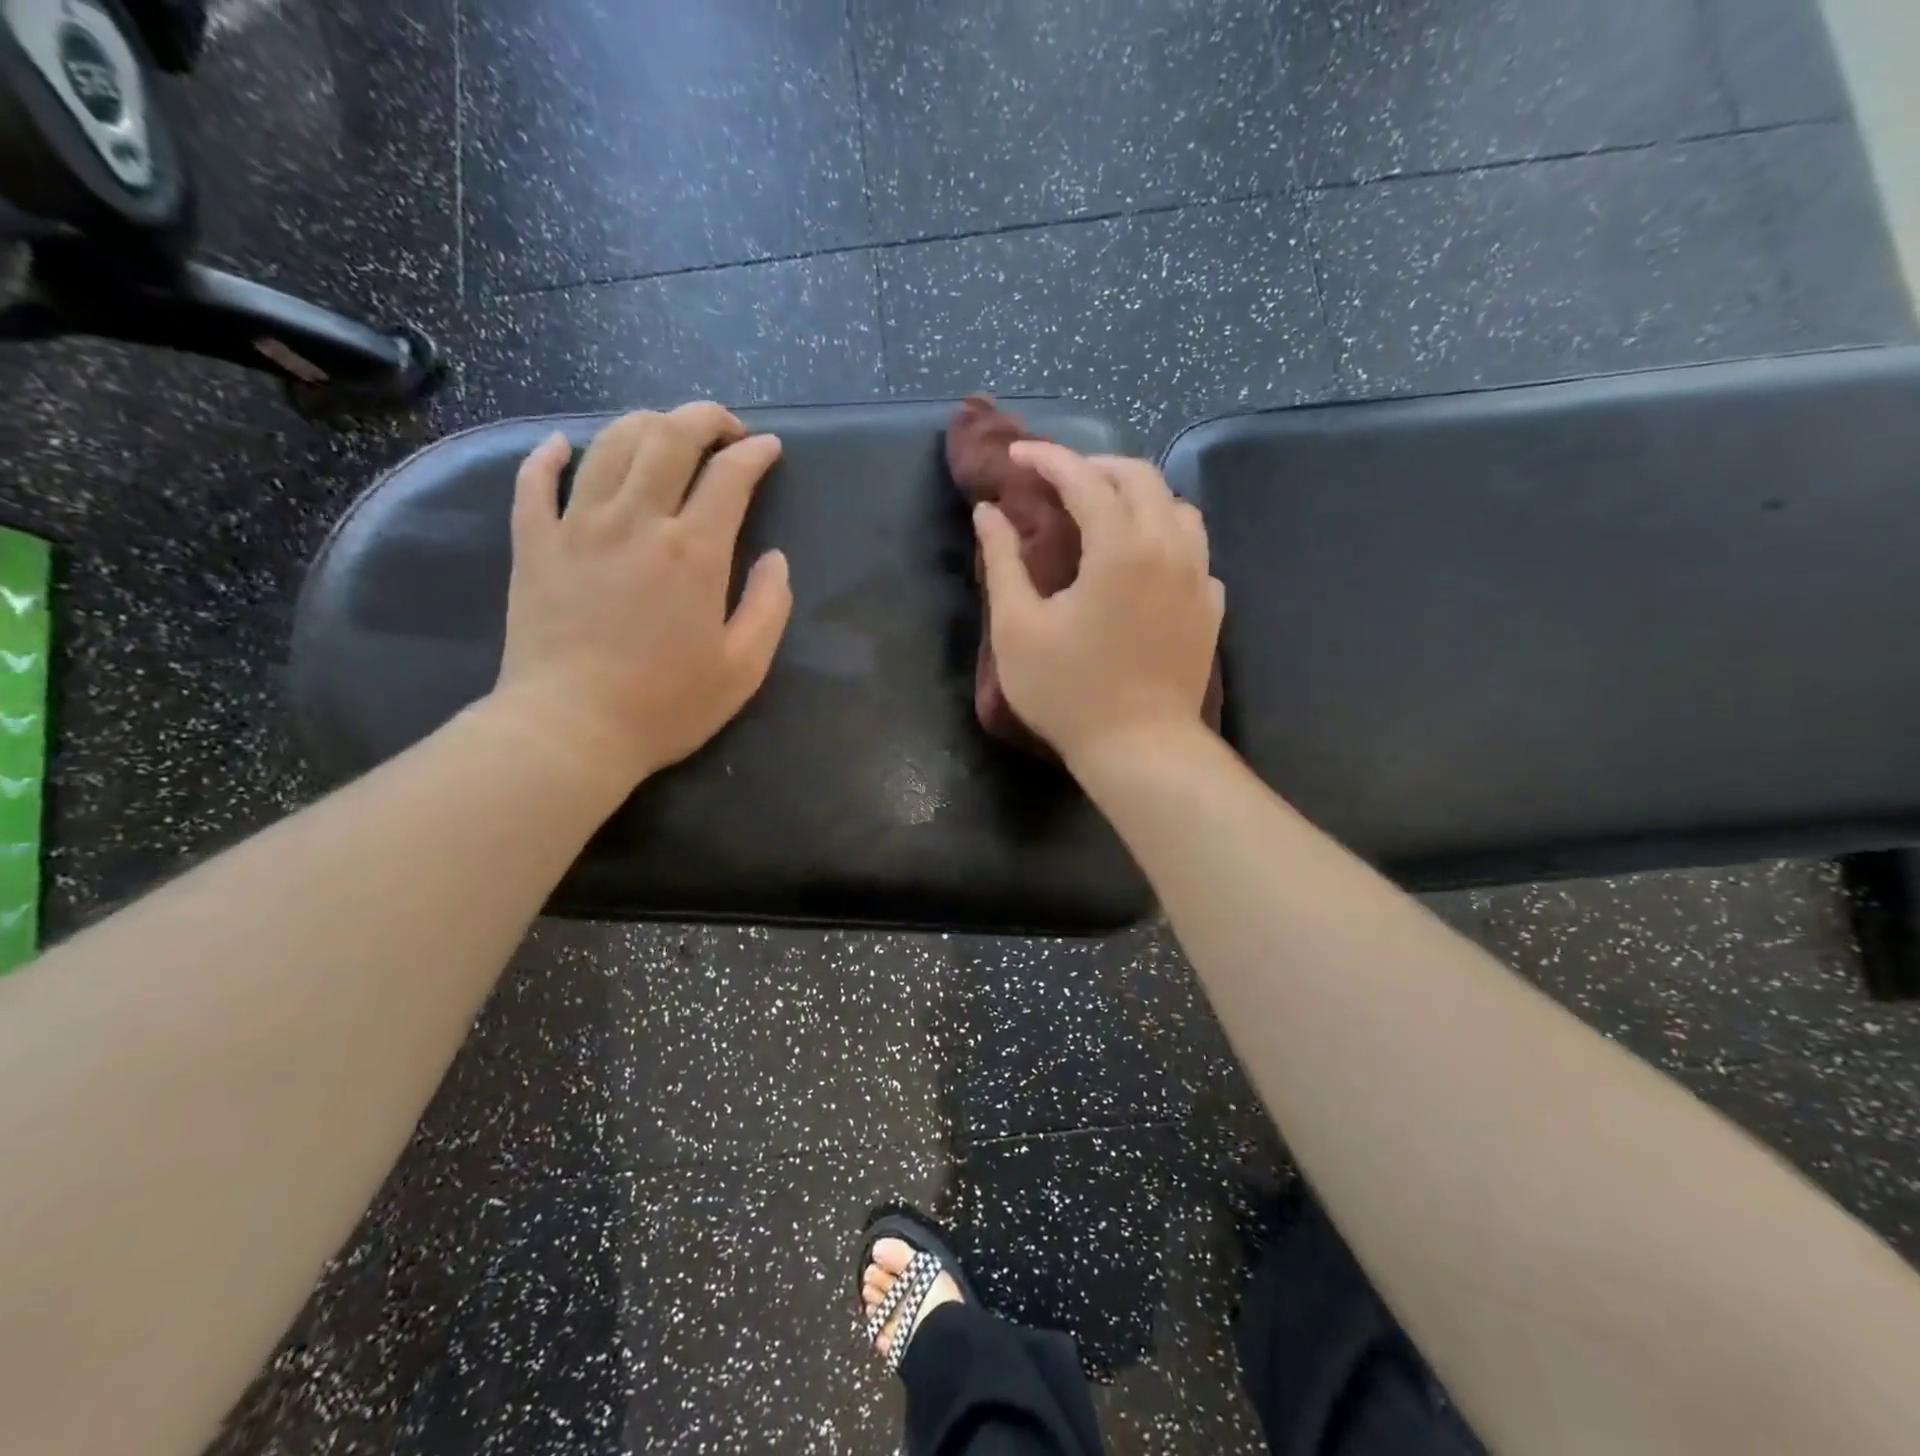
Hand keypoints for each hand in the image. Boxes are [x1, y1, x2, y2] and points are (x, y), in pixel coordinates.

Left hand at [489, 402, 791, 783]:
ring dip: (643, 424)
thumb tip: (775, 559)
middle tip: (724, 426)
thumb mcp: (743, 668)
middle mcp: (637, 521)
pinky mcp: (534, 545)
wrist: (569, 730)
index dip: (754, 453)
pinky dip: (549, 455)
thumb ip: (770, 606)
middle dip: (703, 417)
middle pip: (668, 437)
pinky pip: (535, 481)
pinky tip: (562, 446)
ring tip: (663, 432)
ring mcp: (577, 527)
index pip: (729, 475)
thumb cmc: (665, 705)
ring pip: (609, 445)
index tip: (769, 449)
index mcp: (694, 551)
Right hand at [973, 442, 1222, 767]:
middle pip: (1141, 477)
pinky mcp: (1211, 607)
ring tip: (1104, 513)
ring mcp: (1199, 577)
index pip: (1084, 478)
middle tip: (1057, 481)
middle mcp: (1169, 547)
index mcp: (1120, 546)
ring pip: (1178, 508)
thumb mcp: (1017, 628)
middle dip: (1095, 466)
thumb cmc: (1069, 692)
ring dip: (1138, 496)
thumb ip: (1002, 561)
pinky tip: (1143, 562)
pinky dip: (1166, 538)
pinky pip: (1195, 551)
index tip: (1017, 457)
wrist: (1140, 749)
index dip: (1047, 459)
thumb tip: (988, 513)